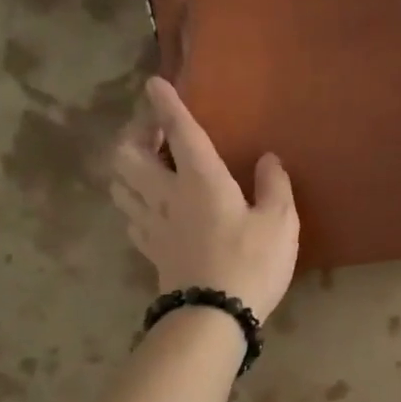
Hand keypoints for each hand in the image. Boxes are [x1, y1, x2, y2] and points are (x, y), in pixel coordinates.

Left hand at [109, 77, 299, 320]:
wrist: (214, 317)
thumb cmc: (252, 264)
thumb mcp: (280, 223)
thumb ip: (274, 186)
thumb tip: (267, 159)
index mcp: (202, 180)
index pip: (180, 132)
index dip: (166, 105)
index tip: (153, 83)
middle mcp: (168, 195)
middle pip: (128, 155)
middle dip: (135, 135)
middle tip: (155, 133)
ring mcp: (153, 224)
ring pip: (120, 184)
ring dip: (127, 167)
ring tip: (148, 165)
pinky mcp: (150, 250)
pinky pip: (129, 216)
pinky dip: (132, 201)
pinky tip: (147, 205)